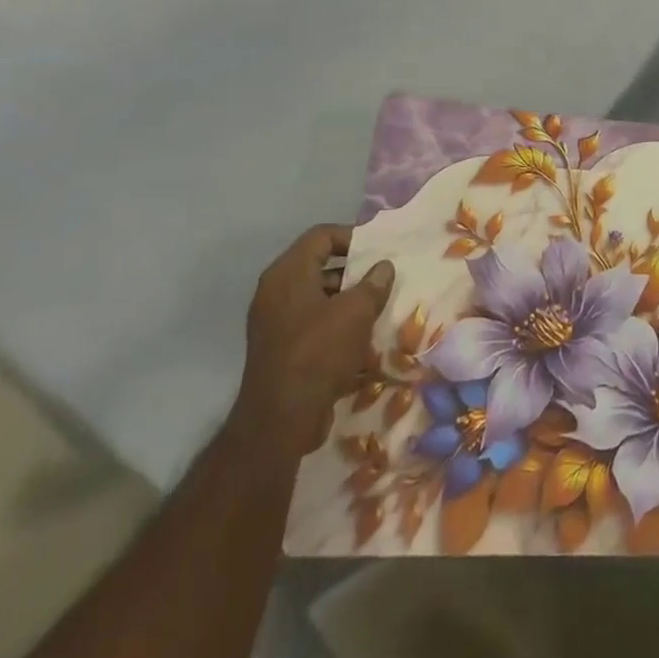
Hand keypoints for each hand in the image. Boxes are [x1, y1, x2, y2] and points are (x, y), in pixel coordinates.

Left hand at [226, 224, 394, 462]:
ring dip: (347, 300)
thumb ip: (374, 284)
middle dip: (353, 271)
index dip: (351, 236)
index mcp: (287, 273)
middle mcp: (275, 292)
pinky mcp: (280, 349)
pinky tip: (361, 338)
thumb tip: (383, 267)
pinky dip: (335, 324)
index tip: (378, 250)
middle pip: (319, 266)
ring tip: (377, 309)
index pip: (321, 236)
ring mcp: (275, 322)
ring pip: (317, 297)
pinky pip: (312, 323)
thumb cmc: (319, 352)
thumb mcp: (356, 312)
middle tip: (382, 279)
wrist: (280, 421)